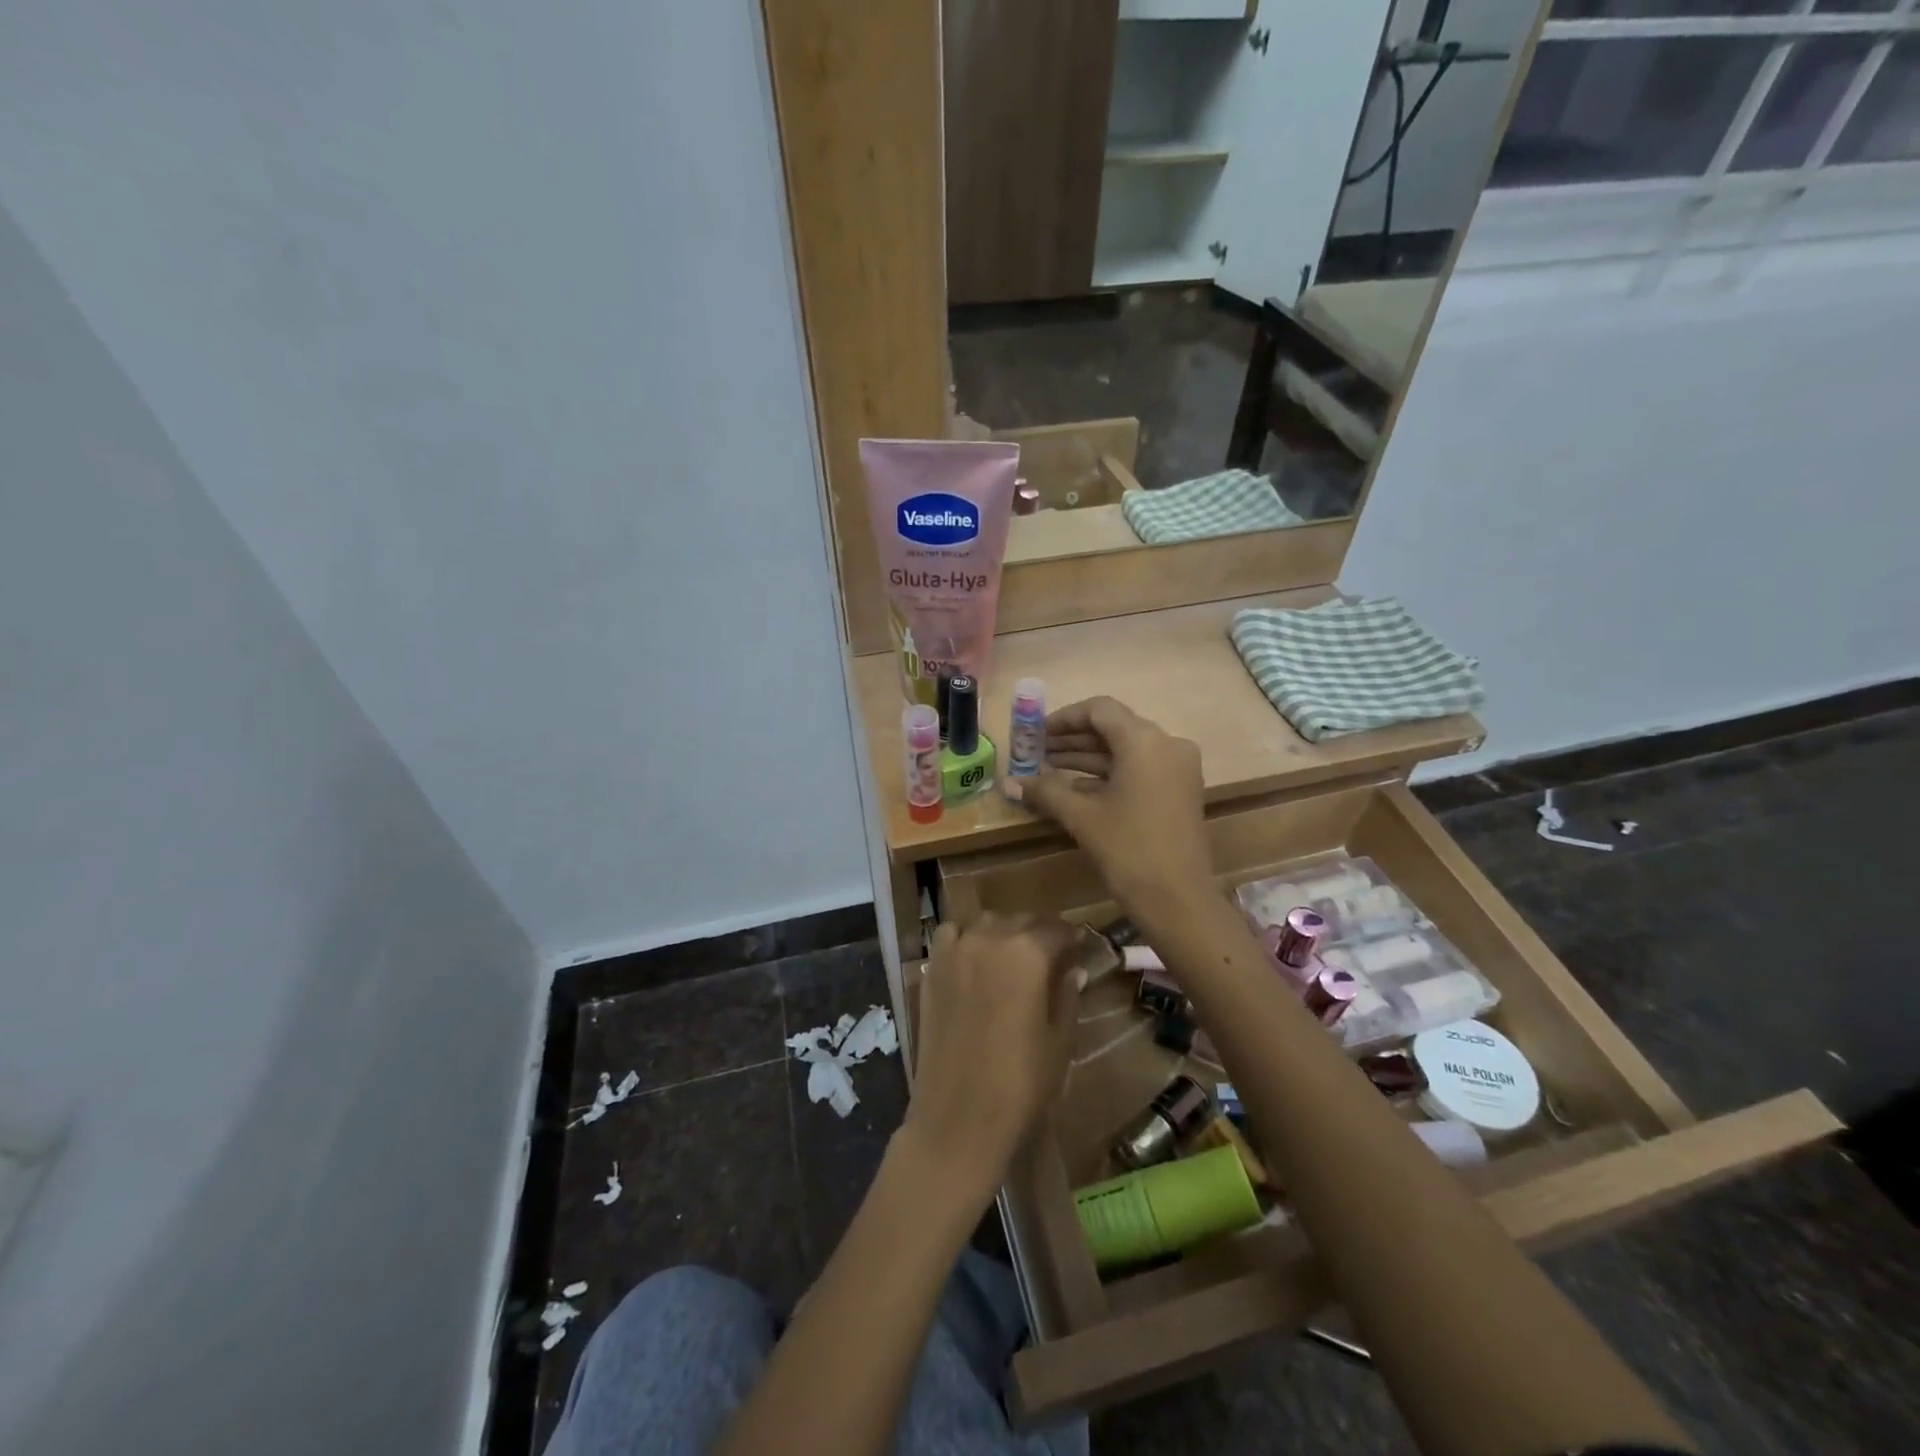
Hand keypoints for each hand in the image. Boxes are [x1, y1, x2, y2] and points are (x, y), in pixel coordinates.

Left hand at [904, 914, 1082, 1196]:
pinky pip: (950, 936)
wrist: (958, 1118)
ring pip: (985, 922)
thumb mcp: (1059, 1041)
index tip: (1080, 947)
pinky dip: (964, 939)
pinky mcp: (931, 970)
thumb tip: (1072, 969)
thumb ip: (1067, 996)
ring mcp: (954, 951)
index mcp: (1028, 953)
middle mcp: (989, 939)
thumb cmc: (1020, 1084)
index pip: (1057, 929)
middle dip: (1039, 933)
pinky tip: (974, 962)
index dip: (1072, 938)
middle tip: (1051, 955)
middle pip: (1020, 920)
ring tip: (1011, 956)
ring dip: (1002, 932)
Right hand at [1023, 697, 1213, 922]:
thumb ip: (1046, 791)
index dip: (1065, 718)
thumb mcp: (1081, 816)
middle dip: (1074, 739)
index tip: (1036, 732)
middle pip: (1114, 728)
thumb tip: (1010, 782)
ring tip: (1049, 767)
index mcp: (1145, 741)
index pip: (1100, 710)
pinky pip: (1139, 769)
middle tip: (1038, 750)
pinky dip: (1109, 773)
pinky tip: (1076, 786)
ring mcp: (1177, 769)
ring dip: (1089, 757)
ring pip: (1126, 750)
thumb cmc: (1128, 849)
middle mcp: (1167, 745)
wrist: (1178, 899)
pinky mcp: (1179, 791)